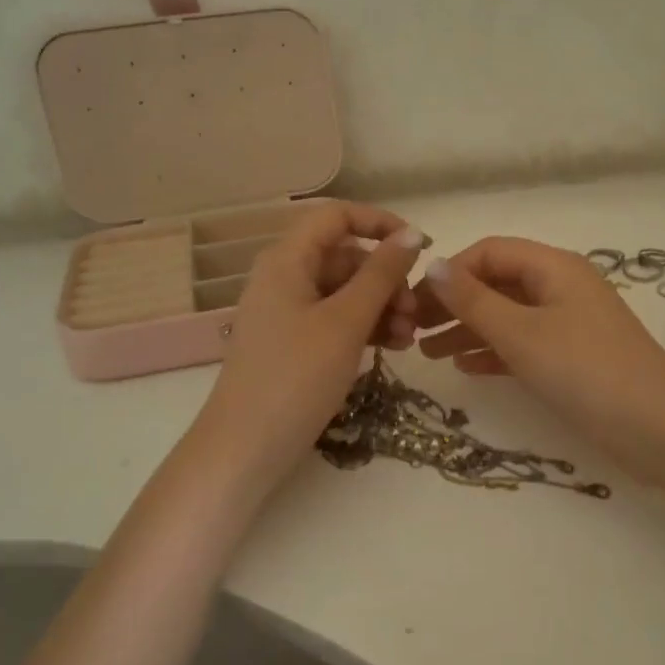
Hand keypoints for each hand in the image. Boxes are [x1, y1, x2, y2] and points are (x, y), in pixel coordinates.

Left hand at [195, 203, 425, 497]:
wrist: (245, 448)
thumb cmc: (296, 376)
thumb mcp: (346, 322)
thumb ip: (380, 274)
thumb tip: (411, 234)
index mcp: (287, 260)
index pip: (336, 216)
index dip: (379, 222)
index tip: (419, 246)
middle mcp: (285, 277)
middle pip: (345, 257)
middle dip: (386, 278)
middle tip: (416, 310)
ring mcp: (288, 311)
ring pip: (345, 291)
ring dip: (382, 306)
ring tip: (410, 337)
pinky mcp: (295, 342)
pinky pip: (336, 319)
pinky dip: (366, 327)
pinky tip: (394, 347)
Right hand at [411, 237, 664, 461]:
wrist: (656, 427)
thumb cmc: (584, 370)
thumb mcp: (522, 333)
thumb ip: (474, 300)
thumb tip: (434, 264)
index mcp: (553, 267)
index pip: (490, 252)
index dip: (450, 272)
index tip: (415, 301)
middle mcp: (561, 287)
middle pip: (497, 283)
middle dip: (455, 303)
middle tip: (413, 330)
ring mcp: (568, 323)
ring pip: (508, 316)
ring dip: (468, 330)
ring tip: (428, 353)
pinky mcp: (572, 357)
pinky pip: (524, 344)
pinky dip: (494, 352)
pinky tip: (466, 368)